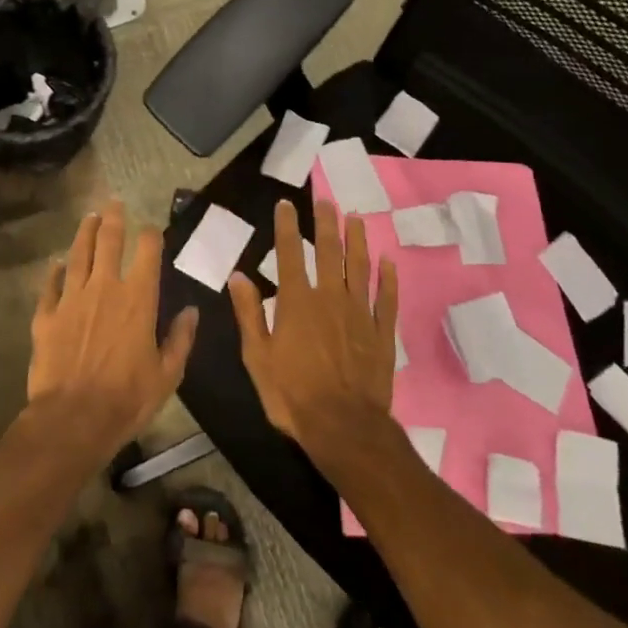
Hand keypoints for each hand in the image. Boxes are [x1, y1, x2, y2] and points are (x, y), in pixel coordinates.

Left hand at [27, 200, 199, 459]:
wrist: (73, 419)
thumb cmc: (127, 398)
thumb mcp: (167, 374)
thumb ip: (180, 339)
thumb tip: (191, 311)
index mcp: (138, 299)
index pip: (147, 253)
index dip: (150, 235)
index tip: (151, 228)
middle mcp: (104, 288)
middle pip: (108, 242)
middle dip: (113, 219)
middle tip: (114, 203)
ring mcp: (72, 299)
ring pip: (78, 255)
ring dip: (85, 233)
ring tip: (89, 218)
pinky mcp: (46, 316)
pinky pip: (51, 286)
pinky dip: (54, 272)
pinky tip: (56, 264)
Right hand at [228, 199, 399, 457]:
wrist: (344, 427)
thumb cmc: (292, 394)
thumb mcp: (257, 357)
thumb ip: (249, 313)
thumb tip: (237, 275)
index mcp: (297, 302)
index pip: (289, 254)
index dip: (286, 226)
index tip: (286, 203)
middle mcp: (330, 298)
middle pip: (328, 251)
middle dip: (326, 223)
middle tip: (326, 200)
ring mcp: (359, 313)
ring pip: (360, 267)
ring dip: (357, 241)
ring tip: (356, 218)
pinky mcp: (382, 333)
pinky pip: (386, 299)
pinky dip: (388, 279)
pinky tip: (389, 263)